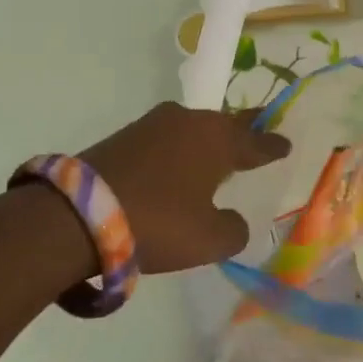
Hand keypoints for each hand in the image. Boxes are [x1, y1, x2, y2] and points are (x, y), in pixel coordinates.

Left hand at [76, 103, 290, 271]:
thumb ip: (233, 229)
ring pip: (192, 131)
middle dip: (242, 133)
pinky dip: (177, 153)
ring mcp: (151, 125)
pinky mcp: (122, 137)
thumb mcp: (210, 239)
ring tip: (217, 155)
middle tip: (257, 136)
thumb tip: (231, 220)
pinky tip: (177, 167)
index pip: (256, 142)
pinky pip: (165, 141)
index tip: (286, 144)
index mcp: (217, 139)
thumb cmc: (159, 223)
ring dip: (205, 143)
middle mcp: (188, 121)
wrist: (76, 216)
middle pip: (224, 126)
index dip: (272, 146)